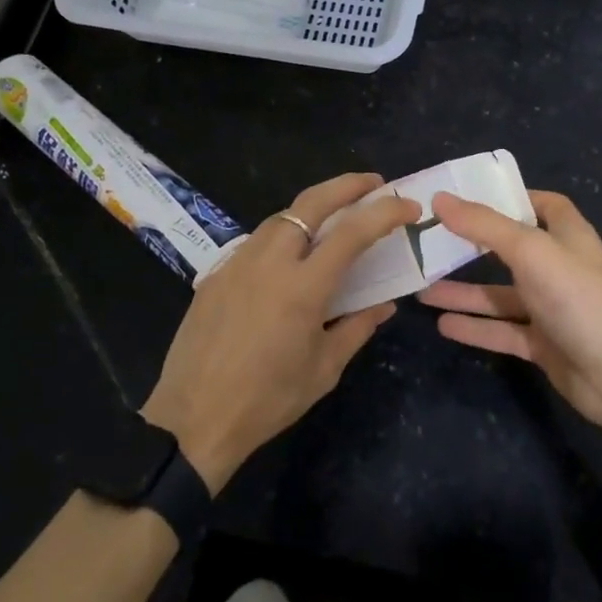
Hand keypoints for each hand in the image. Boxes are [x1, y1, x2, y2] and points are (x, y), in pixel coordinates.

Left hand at [142, 173, 419, 491]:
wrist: (193, 419)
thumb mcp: (324, 369)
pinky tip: (291, 253)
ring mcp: (239, 262)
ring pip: (282, 216)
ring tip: (335, 215)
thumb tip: (385, 303)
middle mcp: (270, 261)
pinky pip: (258, 240)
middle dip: (348, 184)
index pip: (352, 233)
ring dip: (313, 207)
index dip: (385, 213)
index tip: (409, 208)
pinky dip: (284, 233)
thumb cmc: (267, 400)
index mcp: (303, 287)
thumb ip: (357, 327)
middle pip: (312, 202)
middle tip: (374, 183)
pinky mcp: (217, 272)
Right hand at [418, 190, 601, 434]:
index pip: (542, 204)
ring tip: (422, 290)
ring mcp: (553, 308)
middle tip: (432, 242)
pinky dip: (476, 327)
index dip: (511, 198)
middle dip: (474, 246)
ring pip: (501, 294)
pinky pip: (503, 330)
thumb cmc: (577, 297)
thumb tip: (440, 197)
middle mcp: (560, 267)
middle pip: (512, 249)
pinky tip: (443, 325)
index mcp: (567, 235)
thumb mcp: (528, 250)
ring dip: (465, 292)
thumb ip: (483, 225)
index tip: (471, 196)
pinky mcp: (545, 344)